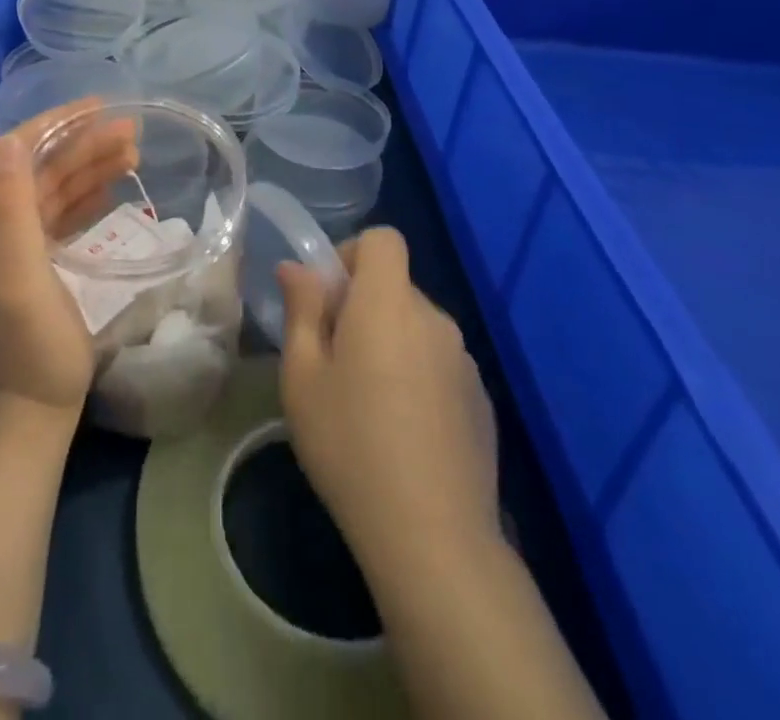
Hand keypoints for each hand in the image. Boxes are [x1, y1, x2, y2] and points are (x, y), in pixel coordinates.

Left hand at [0, 99, 137, 433]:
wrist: (27, 414)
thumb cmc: (27, 342)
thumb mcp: (17, 272)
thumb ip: (10, 203)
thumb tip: (14, 139)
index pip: (15, 149)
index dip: (56, 123)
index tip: (100, 107)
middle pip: (39, 166)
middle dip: (82, 143)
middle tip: (132, 131)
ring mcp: (11, 245)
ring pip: (53, 188)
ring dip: (90, 166)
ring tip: (134, 151)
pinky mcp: (33, 265)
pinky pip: (60, 214)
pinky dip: (87, 195)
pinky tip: (113, 187)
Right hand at [277, 227, 501, 582]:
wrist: (434, 538)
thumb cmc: (350, 444)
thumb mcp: (303, 376)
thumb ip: (302, 309)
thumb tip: (298, 268)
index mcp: (388, 303)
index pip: (383, 239)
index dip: (352, 254)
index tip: (329, 298)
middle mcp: (434, 319)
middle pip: (396, 286)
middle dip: (363, 306)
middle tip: (334, 360)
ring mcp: (464, 361)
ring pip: (416, 327)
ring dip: (390, 342)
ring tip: (366, 402)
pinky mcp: (481, 400)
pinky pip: (439, 364)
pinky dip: (417, 376)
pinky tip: (402, 431)